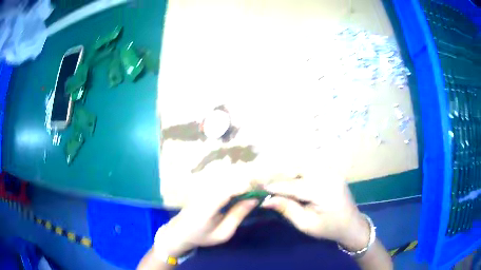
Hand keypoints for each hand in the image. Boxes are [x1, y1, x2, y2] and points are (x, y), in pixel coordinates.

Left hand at [155, 178, 256, 256]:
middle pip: (232, 178)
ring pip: (229, 177)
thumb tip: (254, 200)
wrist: (179, 231)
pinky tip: (242, 192)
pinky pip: (223, 181)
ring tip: (255, 192)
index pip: (232, 188)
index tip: (263, 192)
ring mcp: (204, 186)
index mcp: (209, 203)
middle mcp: (207, 190)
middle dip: (250, 182)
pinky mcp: (204, 186)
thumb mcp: (223, 233)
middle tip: (262, 192)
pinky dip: (236, 184)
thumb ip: (237, 215)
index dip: (249, 187)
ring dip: (243, 182)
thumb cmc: (201, 236)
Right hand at [261, 174, 369, 251]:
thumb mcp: (306, 224)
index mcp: (323, 191)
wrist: (351, 224)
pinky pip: (311, 167)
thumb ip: (287, 209)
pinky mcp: (332, 171)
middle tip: (266, 184)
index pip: (293, 185)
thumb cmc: (329, 228)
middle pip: (298, 170)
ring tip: (276, 181)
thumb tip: (266, 200)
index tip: (259, 188)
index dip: (275, 186)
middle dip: (280, 176)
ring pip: (303, 166)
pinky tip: (291, 179)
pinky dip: (298, 171)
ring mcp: (331, 171)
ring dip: (288, 172)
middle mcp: (328, 176)